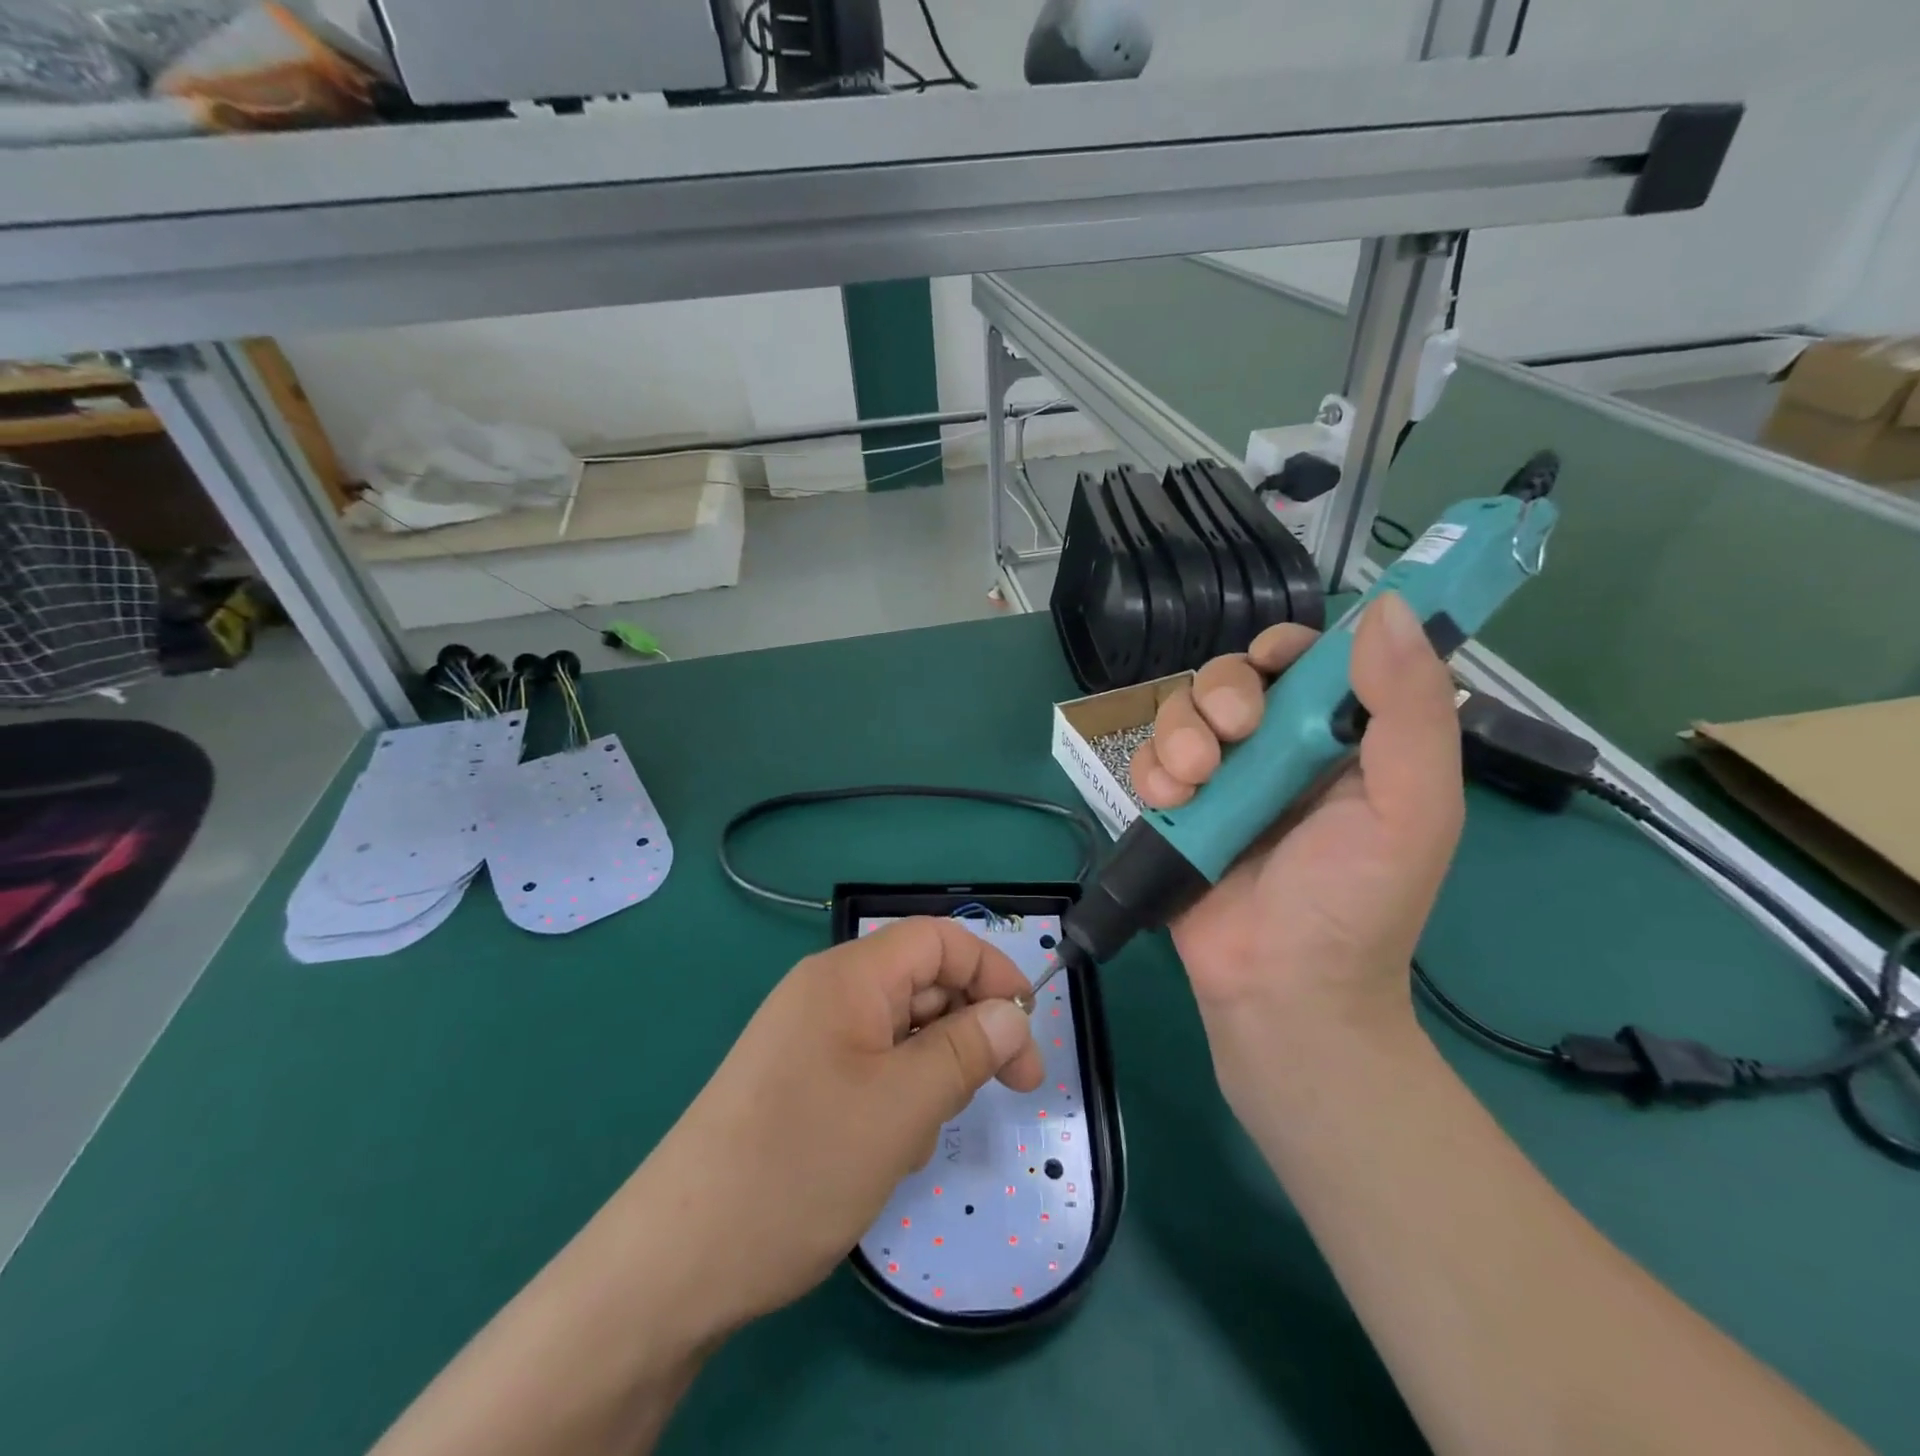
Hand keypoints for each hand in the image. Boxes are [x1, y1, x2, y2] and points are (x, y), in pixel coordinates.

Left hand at [627, 919, 1043, 1335]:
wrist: (678, 1260)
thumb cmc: (799, 1166)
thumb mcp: (902, 1107)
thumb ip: (967, 1050)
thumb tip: (1014, 1013)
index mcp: (847, 976)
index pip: (938, 940)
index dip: (992, 972)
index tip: (1029, 1030)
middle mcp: (827, 993)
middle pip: (922, 984)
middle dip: (969, 1030)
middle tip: (1009, 1090)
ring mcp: (809, 1037)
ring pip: (901, 1031)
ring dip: (932, 1073)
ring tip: (919, 1135)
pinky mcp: (799, 1079)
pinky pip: (871, 1066)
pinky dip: (898, 1097)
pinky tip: (887, 1151)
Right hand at [1129, 594, 1463, 1098]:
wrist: (1281, 991)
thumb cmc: (1355, 904)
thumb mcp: (1411, 809)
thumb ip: (1410, 711)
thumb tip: (1389, 610)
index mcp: (1341, 741)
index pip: (1309, 662)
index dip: (1286, 648)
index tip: (1272, 665)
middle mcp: (1278, 750)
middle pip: (1233, 677)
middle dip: (1222, 693)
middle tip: (1232, 736)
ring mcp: (1221, 780)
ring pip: (1182, 711)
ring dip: (1180, 734)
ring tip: (1195, 783)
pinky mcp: (1175, 809)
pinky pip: (1148, 760)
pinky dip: (1152, 772)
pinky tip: (1169, 804)